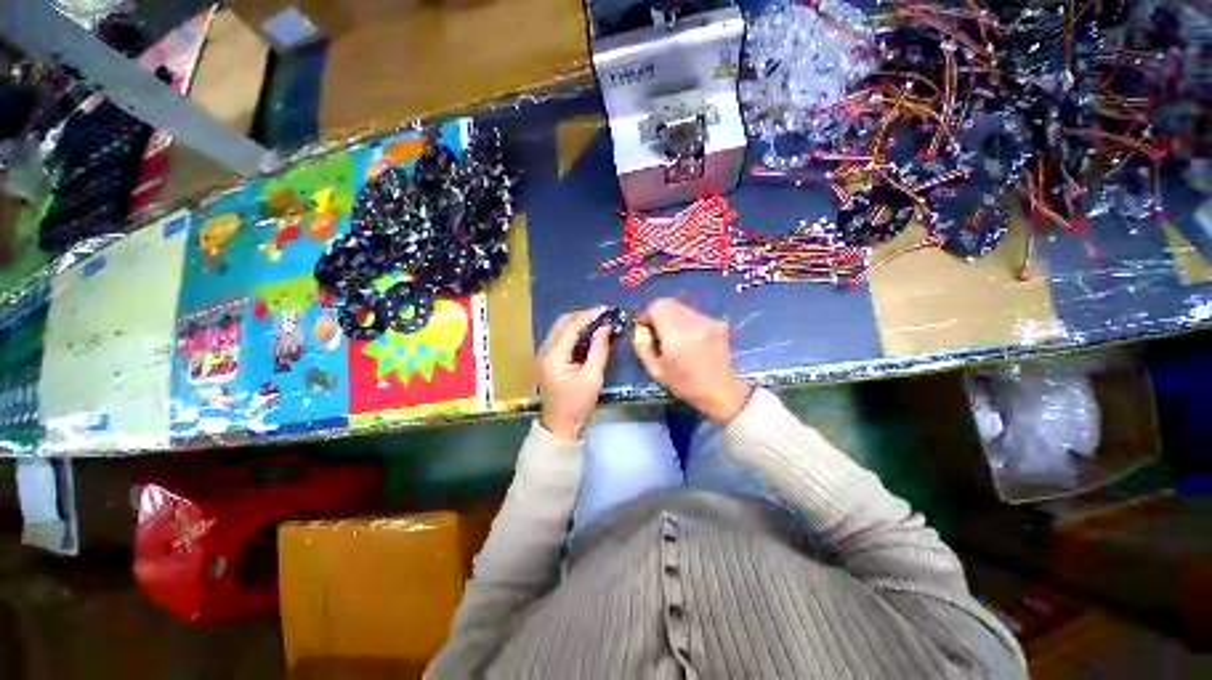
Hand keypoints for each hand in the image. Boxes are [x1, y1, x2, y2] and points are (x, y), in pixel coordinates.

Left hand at [538, 307, 612, 440]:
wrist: (559, 425)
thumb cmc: (577, 404)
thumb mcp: (592, 378)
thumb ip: (599, 350)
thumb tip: (605, 328)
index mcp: (554, 355)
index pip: (571, 326)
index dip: (589, 315)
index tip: (606, 309)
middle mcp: (545, 350)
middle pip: (563, 323)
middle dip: (583, 316)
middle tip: (603, 315)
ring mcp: (545, 354)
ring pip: (561, 329)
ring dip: (578, 323)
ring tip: (598, 322)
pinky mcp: (548, 359)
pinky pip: (561, 338)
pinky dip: (574, 333)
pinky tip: (588, 334)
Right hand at [633, 298, 750, 422]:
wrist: (722, 392)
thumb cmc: (686, 385)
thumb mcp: (656, 371)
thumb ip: (643, 347)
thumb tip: (640, 330)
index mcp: (677, 335)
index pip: (657, 307)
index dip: (647, 314)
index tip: (645, 328)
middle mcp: (693, 322)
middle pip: (669, 303)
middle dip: (658, 314)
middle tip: (656, 331)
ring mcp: (708, 321)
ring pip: (681, 307)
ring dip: (672, 317)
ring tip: (672, 336)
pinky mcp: (717, 323)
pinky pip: (694, 314)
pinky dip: (685, 321)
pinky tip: (688, 339)